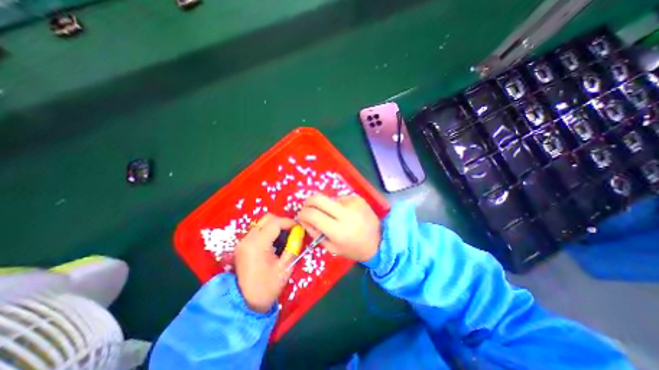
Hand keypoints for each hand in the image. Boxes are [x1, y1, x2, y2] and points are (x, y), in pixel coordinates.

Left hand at [235, 214, 295, 311]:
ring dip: (275, 227)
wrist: (245, 303)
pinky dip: (268, 232)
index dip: (289, 222)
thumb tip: (299, 232)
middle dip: (282, 222)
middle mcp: (247, 239)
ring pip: (262, 223)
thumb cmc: (267, 287)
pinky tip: (275, 243)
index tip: (299, 228)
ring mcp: (243, 242)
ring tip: (284, 238)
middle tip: (292, 232)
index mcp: (257, 244)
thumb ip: (293, 246)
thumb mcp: (285, 267)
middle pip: (267, 219)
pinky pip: (258, 231)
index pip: (275, 223)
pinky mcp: (242, 245)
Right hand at [299, 196, 380, 261]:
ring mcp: (353, 203)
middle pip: (318, 198)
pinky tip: (346, 214)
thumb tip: (303, 219)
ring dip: (326, 206)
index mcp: (338, 230)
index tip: (301, 216)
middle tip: (308, 209)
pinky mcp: (357, 198)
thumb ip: (315, 233)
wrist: (379, 241)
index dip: (302, 214)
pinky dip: (338, 205)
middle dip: (308, 202)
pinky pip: (340, 199)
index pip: (312, 215)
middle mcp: (345, 213)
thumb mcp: (332, 247)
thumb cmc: (354, 248)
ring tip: (336, 216)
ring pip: (329, 199)